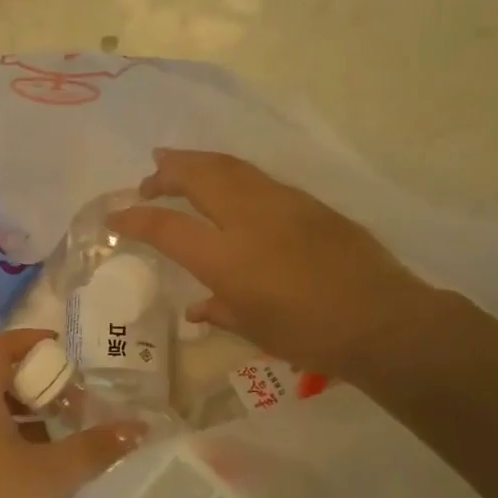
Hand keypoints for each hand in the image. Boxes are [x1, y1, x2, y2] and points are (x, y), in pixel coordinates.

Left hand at [0, 328, 145, 497]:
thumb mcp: (51, 474)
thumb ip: (96, 448)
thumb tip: (138, 427)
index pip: (1, 346)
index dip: (33, 341)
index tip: (66, 351)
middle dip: (39, 383)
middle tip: (75, 401)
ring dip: (28, 415)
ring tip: (64, 436)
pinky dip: (12, 440)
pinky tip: (38, 470)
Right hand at [108, 149, 450, 384]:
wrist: (381, 319)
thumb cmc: (310, 335)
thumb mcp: (255, 329)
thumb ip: (220, 311)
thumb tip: (196, 309)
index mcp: (226, 258)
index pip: (166, 227)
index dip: (134, 218)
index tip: (115, 215)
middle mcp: (247, 219)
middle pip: (196, 177)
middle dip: (166, 172)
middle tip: (149, 178)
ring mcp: (280, 203)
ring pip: (228, 167)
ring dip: (196, 162)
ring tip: (176, 162)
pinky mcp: (307, 201)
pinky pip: (257, 178)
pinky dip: (230, 173)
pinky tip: (227, 184)